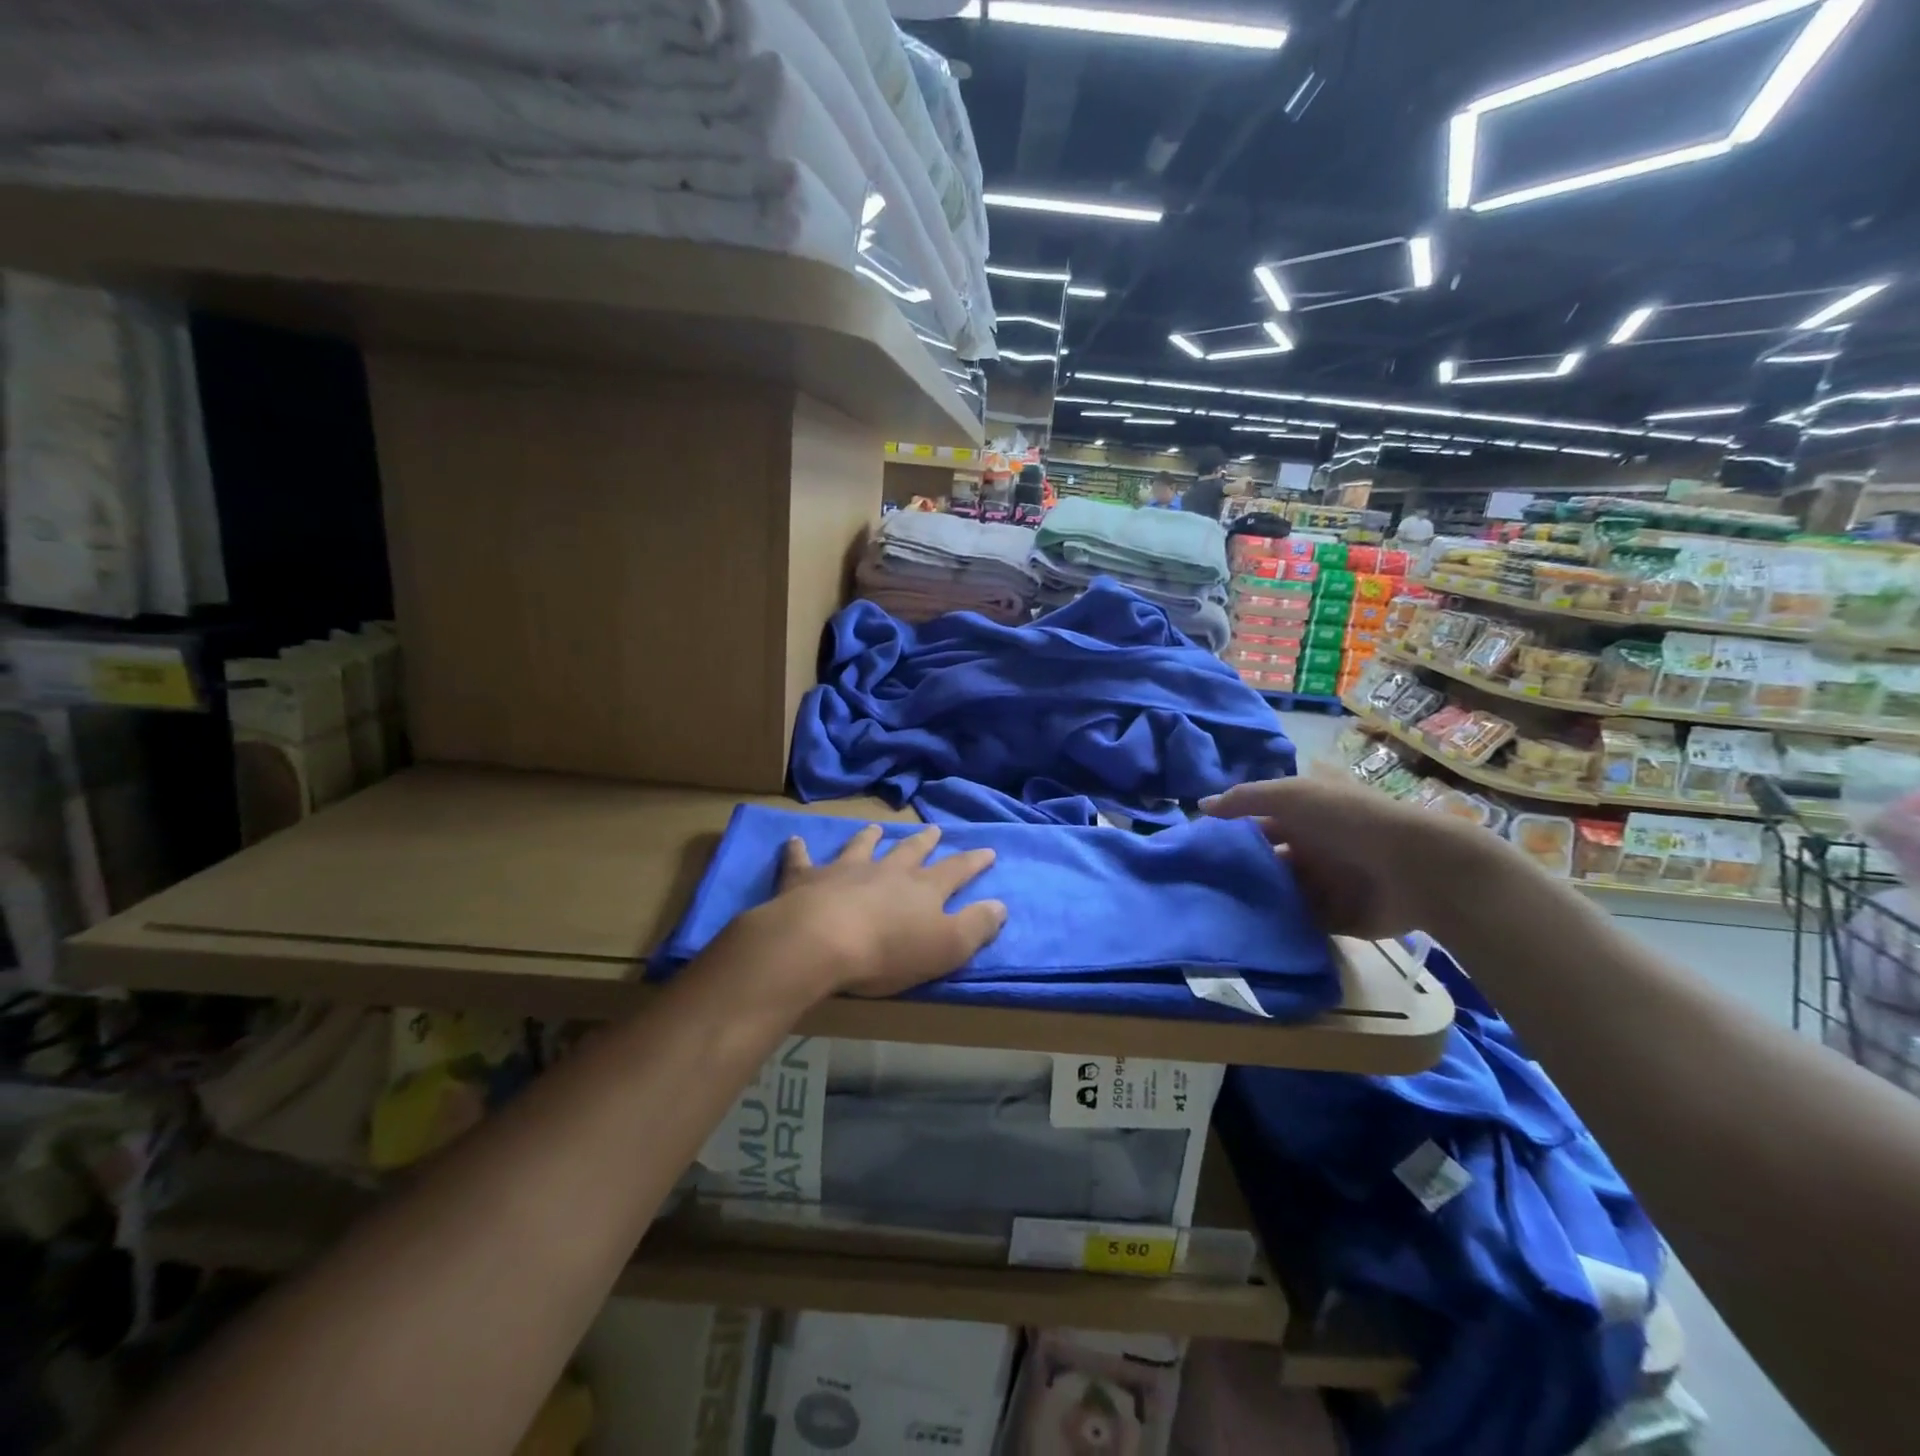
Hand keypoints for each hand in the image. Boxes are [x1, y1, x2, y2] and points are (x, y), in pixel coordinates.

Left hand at [755, 825, 1007, 998]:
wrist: (819, 942)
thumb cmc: (887, 952)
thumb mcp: (946, 947)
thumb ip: (976, 926)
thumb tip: (1001, 905)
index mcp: (922, 889)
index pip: (956, 870)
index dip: (973, 862)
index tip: (987, 850)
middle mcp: (886, 871)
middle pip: (910, 852)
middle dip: (924, 842)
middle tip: (933, 830)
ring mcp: (844, 871)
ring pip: (861, 847)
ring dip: (869, 837)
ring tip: (874, 827)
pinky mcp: (806, 879)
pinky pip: (801, 860)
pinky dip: (798, 851)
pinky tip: (794, 842)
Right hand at [1203, 776, 1502, 938]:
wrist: (1417, 869)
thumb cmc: (1349, 820)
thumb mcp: (1292, 795)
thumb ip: (1246, 799)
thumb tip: (1202, 806)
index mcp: (1306, 815)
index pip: (1259, 821)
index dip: (1230, 830)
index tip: (1195, 846)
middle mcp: (1313, 847)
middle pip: (1266, 859)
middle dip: (1239, 869)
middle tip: (1199, 883)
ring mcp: (1325, 883)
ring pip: (1279, 892)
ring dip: (1255, 899)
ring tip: (1214, 910)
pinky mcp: (1336, 918)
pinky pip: (1298, 922)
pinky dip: (1277, 925)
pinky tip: (1245, 930)